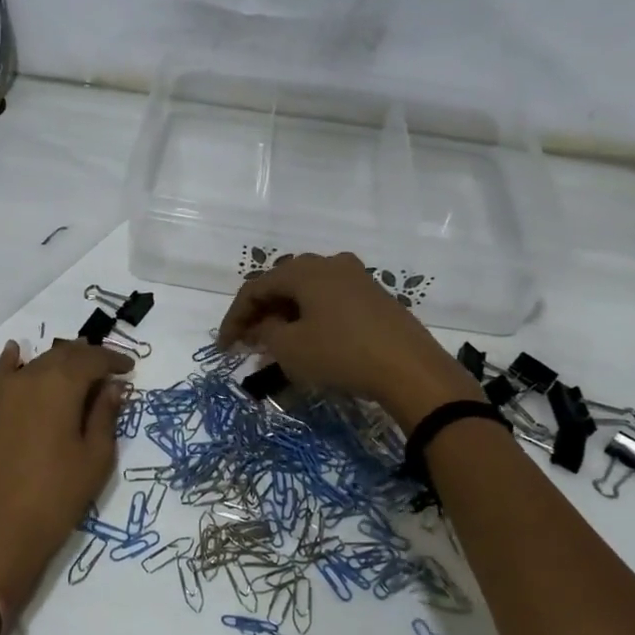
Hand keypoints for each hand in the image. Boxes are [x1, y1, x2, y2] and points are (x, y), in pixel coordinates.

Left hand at [0, 339, 132, 605]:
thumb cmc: (57, 496)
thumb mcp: (95, 457)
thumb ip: (105, 415)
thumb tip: (112, 386)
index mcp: (60, 385)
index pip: (92, 359)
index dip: (113, 360)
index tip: (129, 368)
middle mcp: (27, 377)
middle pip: (62, 357)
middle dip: (86, 359)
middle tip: (105, 370)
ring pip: (33, 364)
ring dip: (56, 363)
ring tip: (72, 370)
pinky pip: (0, 375)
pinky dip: (13, 362)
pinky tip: (16, 354)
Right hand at [216, 252, 478, 428]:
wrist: (411, 370)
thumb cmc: (341, 354)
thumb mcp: (290, 349)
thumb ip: (265, 333)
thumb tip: (261, 326)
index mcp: (304, 270)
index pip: (255, 288)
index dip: (234, 317)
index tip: (223, 347)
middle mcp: (330, 264)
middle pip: (282, 284)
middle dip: (260, 313)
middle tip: (247, 342)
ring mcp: (357, 278)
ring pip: (307, 293)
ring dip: (285, 316)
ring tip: (276, 344)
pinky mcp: (376, 297)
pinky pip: (330, 301)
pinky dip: (311, 318)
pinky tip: (310, 341)